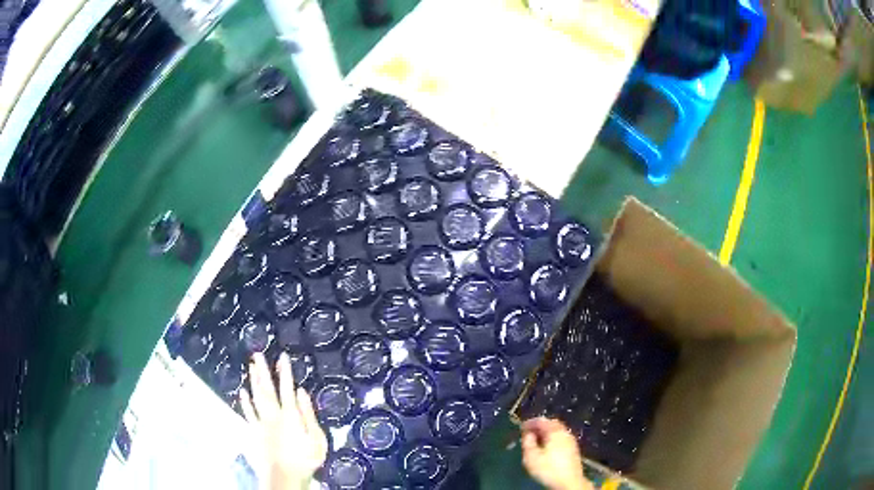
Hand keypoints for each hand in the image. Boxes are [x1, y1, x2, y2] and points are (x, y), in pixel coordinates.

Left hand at [240, 352, 327, 489]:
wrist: (283, 476)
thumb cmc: (305, 460)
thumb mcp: (317, 439)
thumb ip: (308, 415)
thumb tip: (301, 392)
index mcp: (290, 415)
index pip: (287, 388)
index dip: (285, 372)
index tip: (282, 356)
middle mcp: (273, 415)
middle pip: (267, 389)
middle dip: (263, 371)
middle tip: (257, 355)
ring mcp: (261, 422)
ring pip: (256, 398)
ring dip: (253, 381)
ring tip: (251, 367)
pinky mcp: (253, 431)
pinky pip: (247, 413)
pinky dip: (245, 402)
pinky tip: (242, 392)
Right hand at [520, 417, 591, 489]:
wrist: (569, 482)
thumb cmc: (548, 469)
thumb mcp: (531, 457)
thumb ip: (528, 442)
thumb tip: (528, 434)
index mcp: (555, 432)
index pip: (542, 421)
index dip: (530, 422)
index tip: (521, 427)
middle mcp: (565, 433)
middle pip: (552, 424)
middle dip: (540, 427)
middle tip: (529, 433)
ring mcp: (571, 441)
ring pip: (558, 431)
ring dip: (547, 433)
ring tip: (537, 441)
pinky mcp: (574, 449)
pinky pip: (561, 438)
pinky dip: (553, 439)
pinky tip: (547, 448)